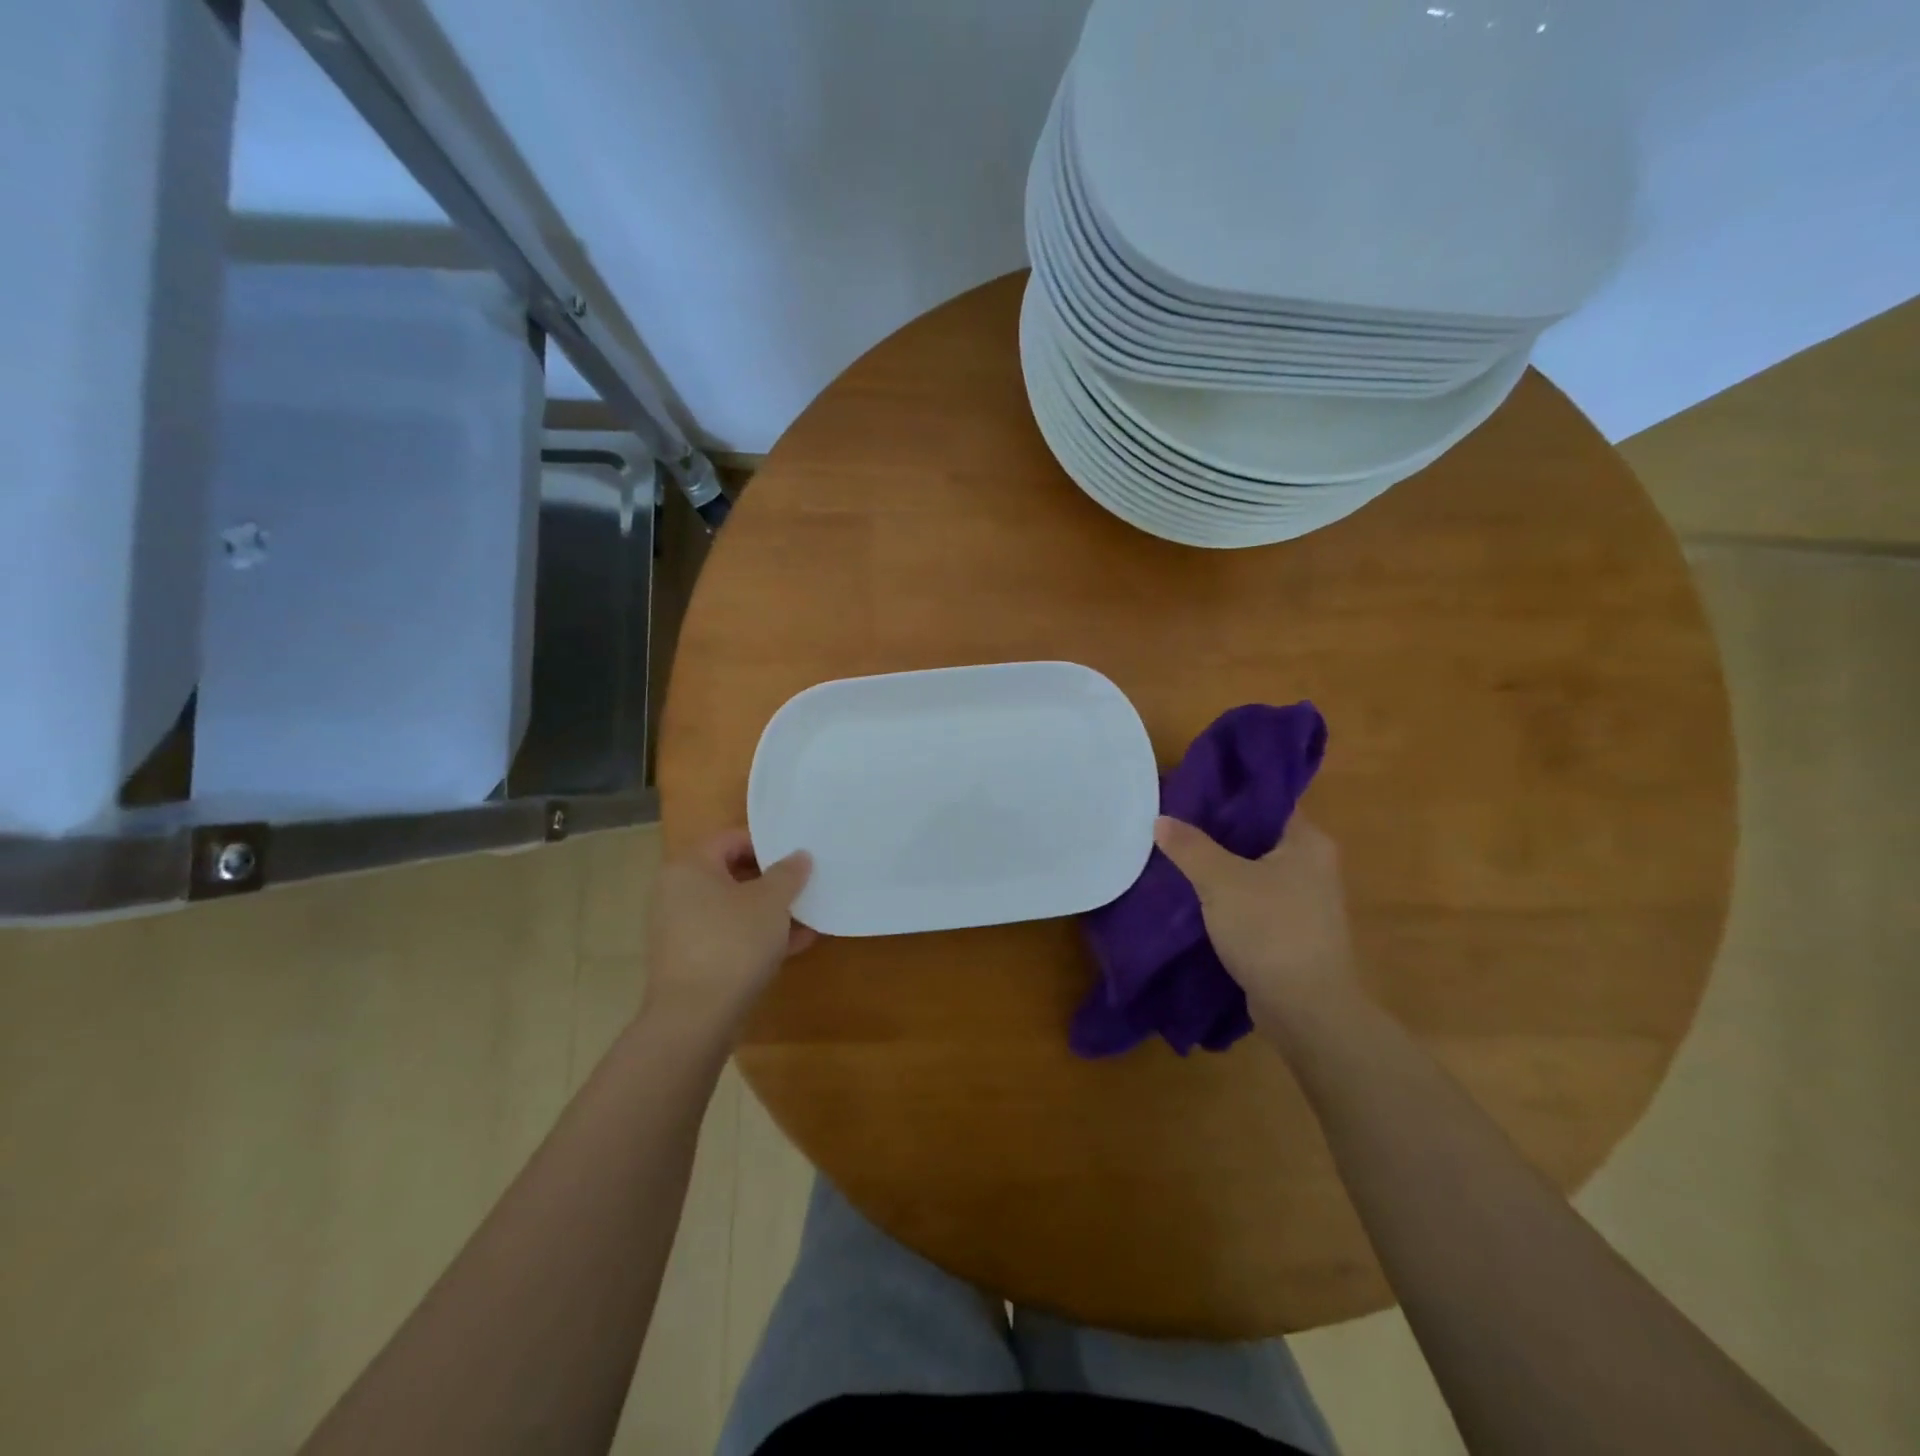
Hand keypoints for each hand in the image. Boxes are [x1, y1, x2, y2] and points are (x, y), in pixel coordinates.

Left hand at [642, 829, 814, 1035]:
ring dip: (768, 911)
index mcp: (690, 867)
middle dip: (771, 881)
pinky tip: (794, 945)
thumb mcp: (771, 902)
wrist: (695, 1018)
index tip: (798, 857)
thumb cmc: (733, 943)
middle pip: (731, 873)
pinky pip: (727, 936)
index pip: (731, 839)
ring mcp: (679, 928)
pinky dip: (756, 936)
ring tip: (807, 917)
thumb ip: (788, 873)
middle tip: (804, 885)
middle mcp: (676, 892)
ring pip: (732, 908)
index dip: (768, 844)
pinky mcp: (687, 960)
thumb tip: (799, 856)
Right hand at [1153, 813, 1356, 1026]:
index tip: (1188, 795)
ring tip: (1176, 857)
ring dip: (1219, 867)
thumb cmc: (1270, 931)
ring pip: (1252, 870)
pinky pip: (1253, 899)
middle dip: (1215, 833)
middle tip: (1173, 824)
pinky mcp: (1292, 930)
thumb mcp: (1221, 881)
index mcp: (1307, 842)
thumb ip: (1189, 847)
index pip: (1265, 802)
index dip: (1226, 796)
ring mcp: (1305, 900)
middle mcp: (1313, 864)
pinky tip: (1195, 896)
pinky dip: (1228, 896)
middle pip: (1256, 836)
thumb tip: (1161, 819)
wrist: (1306, 1009)